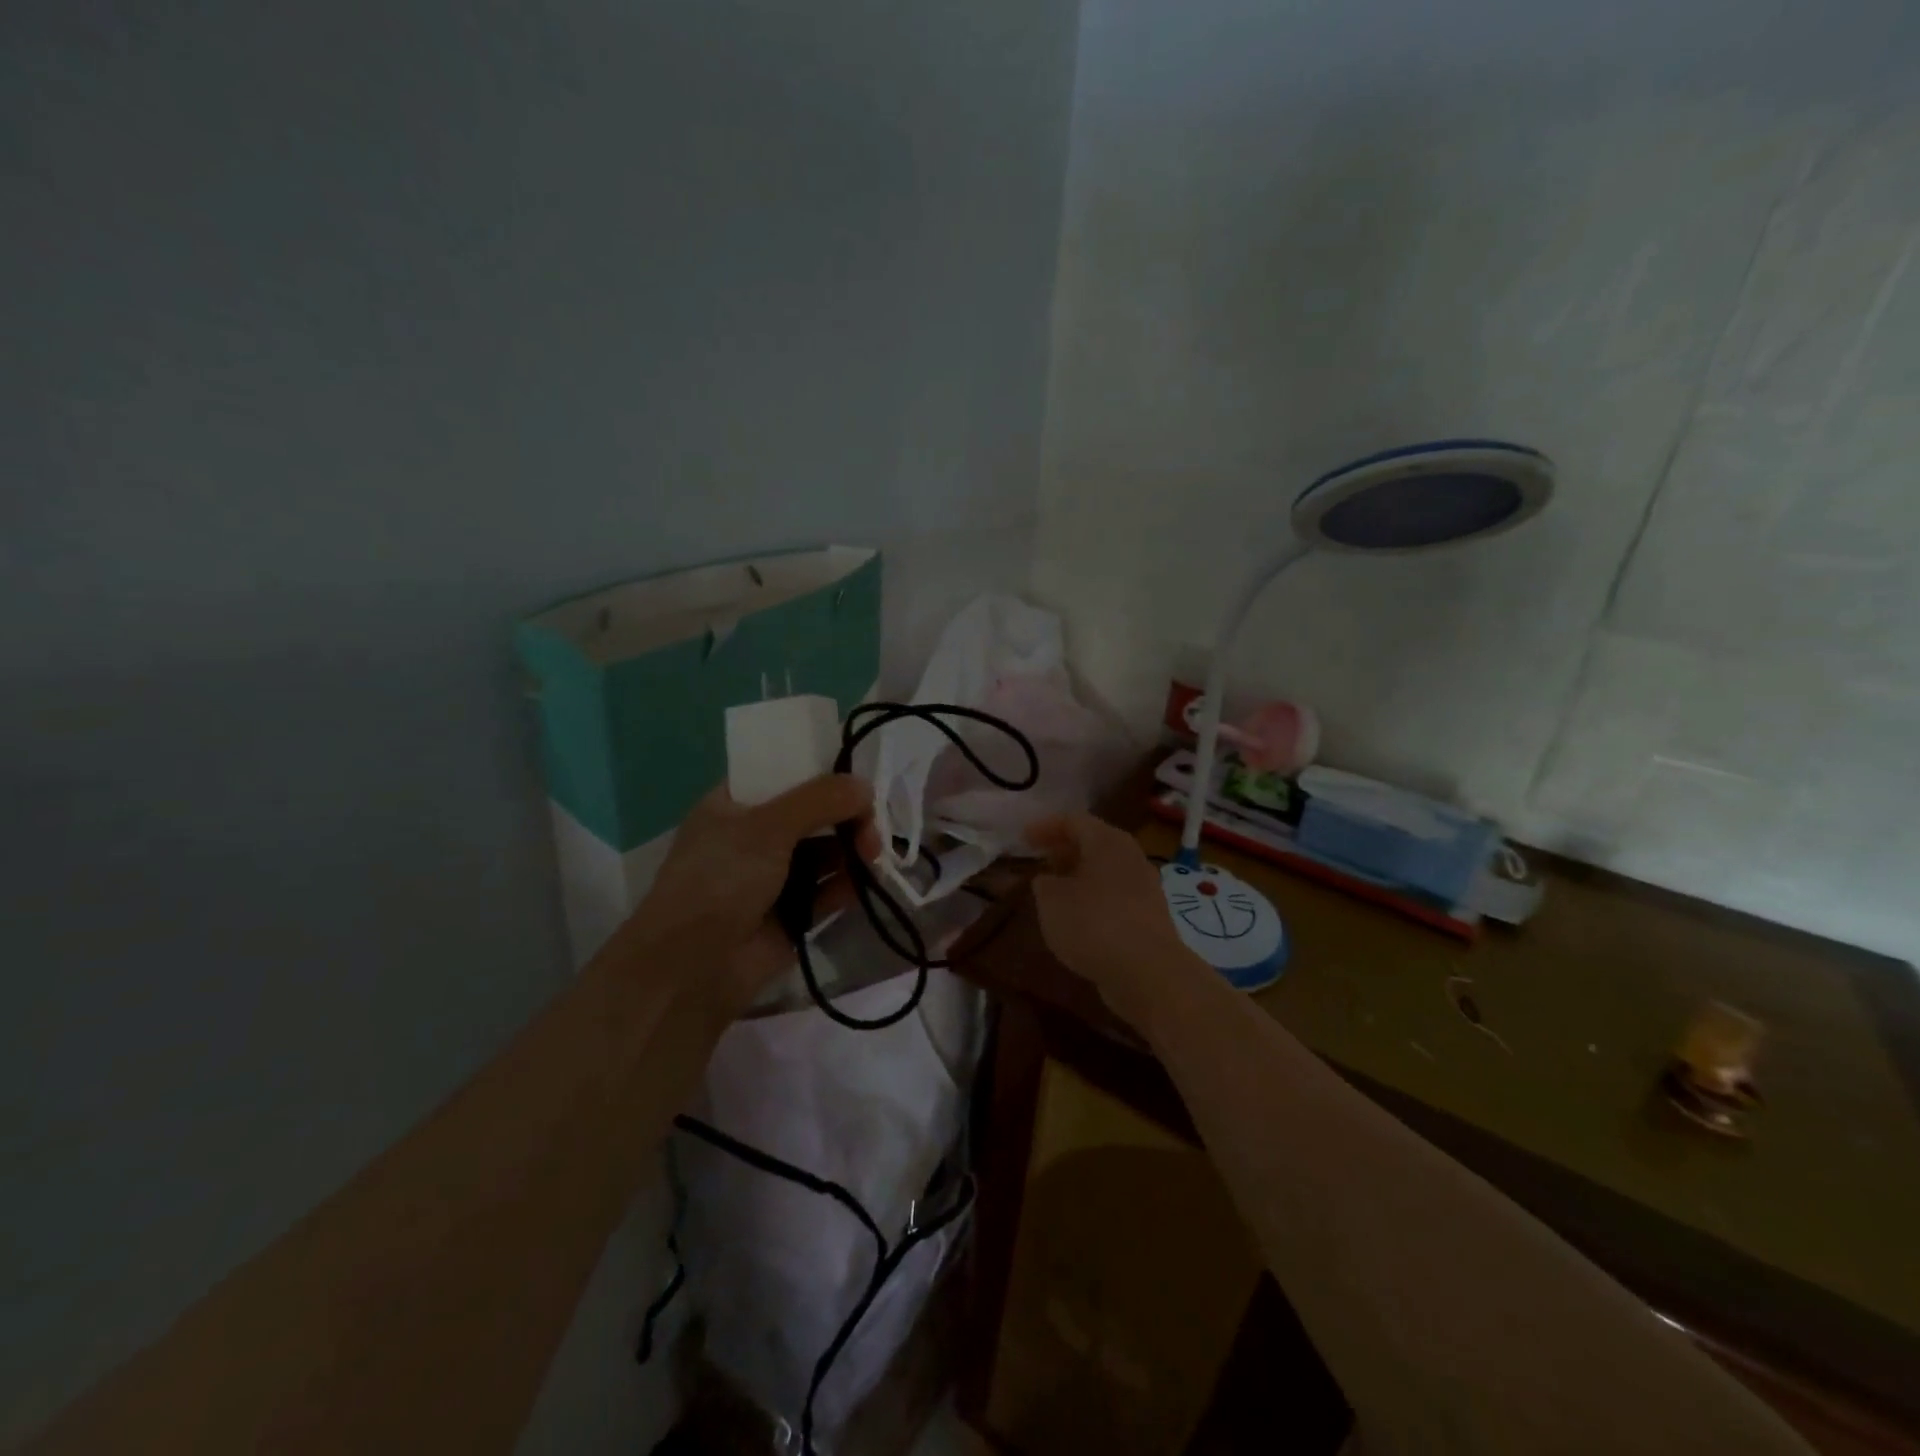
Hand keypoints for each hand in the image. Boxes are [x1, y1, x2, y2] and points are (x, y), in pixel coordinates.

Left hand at [624, 775, 877, 1018]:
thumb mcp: (767, 827)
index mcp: (733, 804)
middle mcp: (753, 836)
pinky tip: (867, 881)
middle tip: (870, 826)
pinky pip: (828, 889)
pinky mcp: (793, 913)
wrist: (692, 968)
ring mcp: (773, 876)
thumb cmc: (720, 880)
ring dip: (852, 848)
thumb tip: (867, 787)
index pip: (783, 774)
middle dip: (846, 815)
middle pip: (812, 813)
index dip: (820, 771)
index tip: (856, 777)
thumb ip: (820, 800)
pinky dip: (849, 883)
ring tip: (872, 855)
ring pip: (825, 851)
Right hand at [1025, 814, 1199, 1024]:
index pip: (1073, 821)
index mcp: (1107, 841)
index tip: (1023, 839)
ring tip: (1053, 891)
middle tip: (1039, 861)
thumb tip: (1047, 880)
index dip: (1045, 827)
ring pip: (1105, 871)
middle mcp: (1130, 857)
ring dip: (1078, 876)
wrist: (1148, 973)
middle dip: (1064, 850)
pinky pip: (1114, 896)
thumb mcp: (1051, 901)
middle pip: (1093, 843)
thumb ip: (1043, 884)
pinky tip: (1077, 918)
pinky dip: (1092, 898)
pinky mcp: (1148, 916)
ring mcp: (1144, 887)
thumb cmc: (1093, 924)